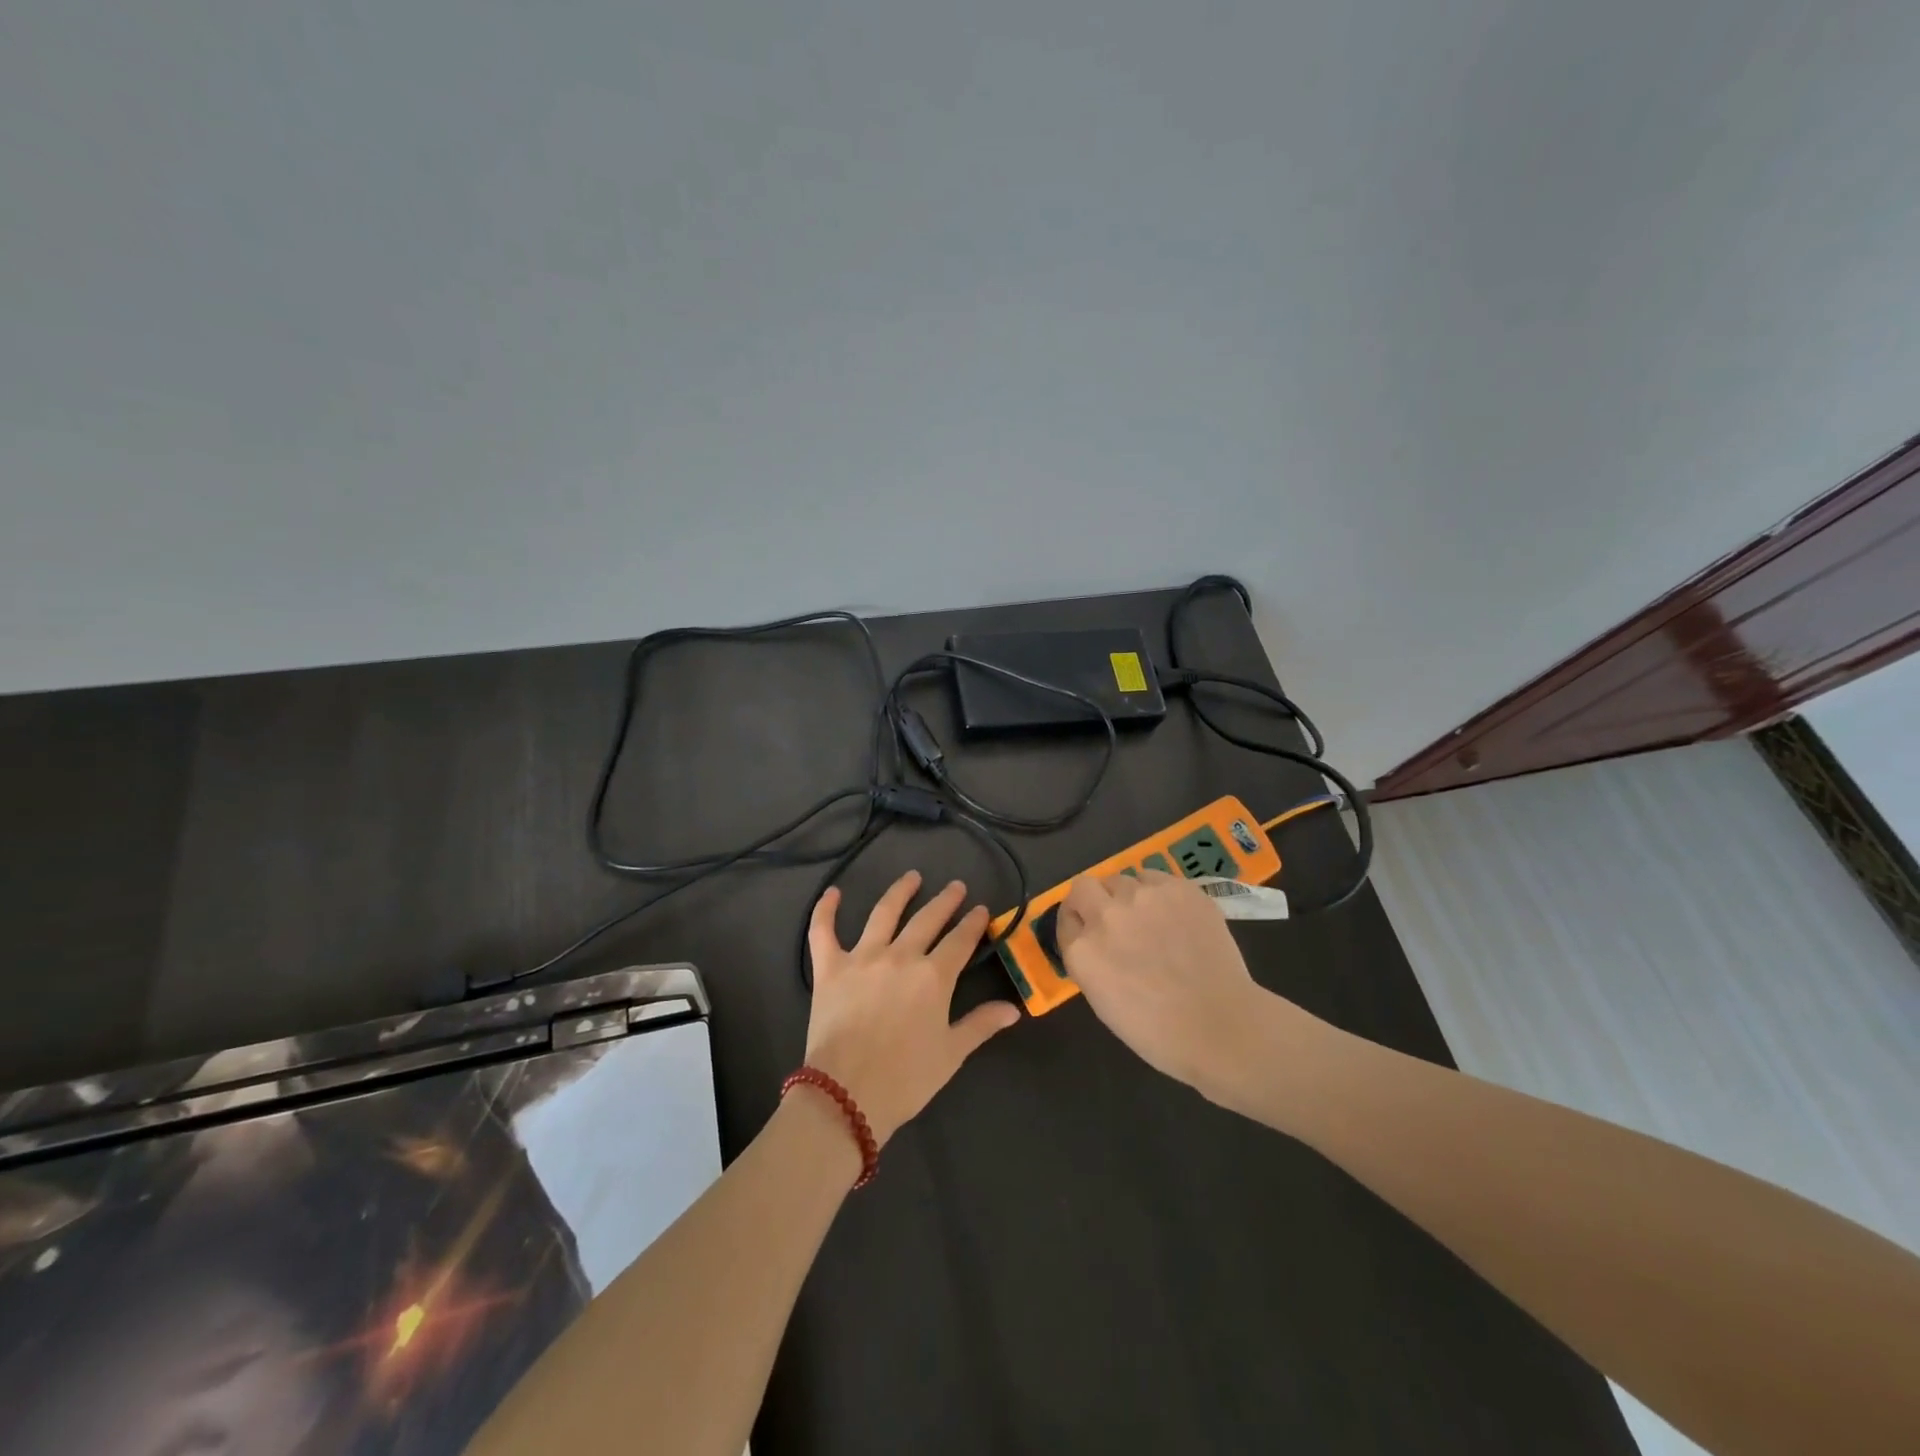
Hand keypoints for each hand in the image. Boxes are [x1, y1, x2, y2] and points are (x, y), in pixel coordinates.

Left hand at [805, 871, 1021, 1145]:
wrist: (846, 1094)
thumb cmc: (905, 1079)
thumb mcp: (951, 1054)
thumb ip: (981, 1025)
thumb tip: (1013, 1008)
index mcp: (934, 977)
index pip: (960, 941)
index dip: (974, 923)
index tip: (982, 910)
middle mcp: (901, 956)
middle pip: (927, 919)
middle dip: (945, 901)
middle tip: (955, 887)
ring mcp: (862, 958)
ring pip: (884, 913)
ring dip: (900, 891)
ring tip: (912, 877)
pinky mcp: (830, 968)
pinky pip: (823, 931)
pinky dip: (825, 910)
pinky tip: (833, 893)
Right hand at [1056, 869, 1276, 1099]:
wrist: (1220, 1026)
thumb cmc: (1158, 1032)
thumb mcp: (1102, 1001)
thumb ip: (1090, 962)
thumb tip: (1095, 942)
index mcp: (1082, 950)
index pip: (1065, 920)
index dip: (1076, 926)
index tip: (1088, 934)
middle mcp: (1106, 915)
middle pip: (1083, 887)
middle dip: (1092, 900)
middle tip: (1112, 920)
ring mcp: (1142, 897)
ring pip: (1122, 879)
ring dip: (1127, 896)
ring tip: (1149, 919)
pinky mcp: (1177, 888)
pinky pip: (1155, 878)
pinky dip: (1157, 893)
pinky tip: (1173, 915)